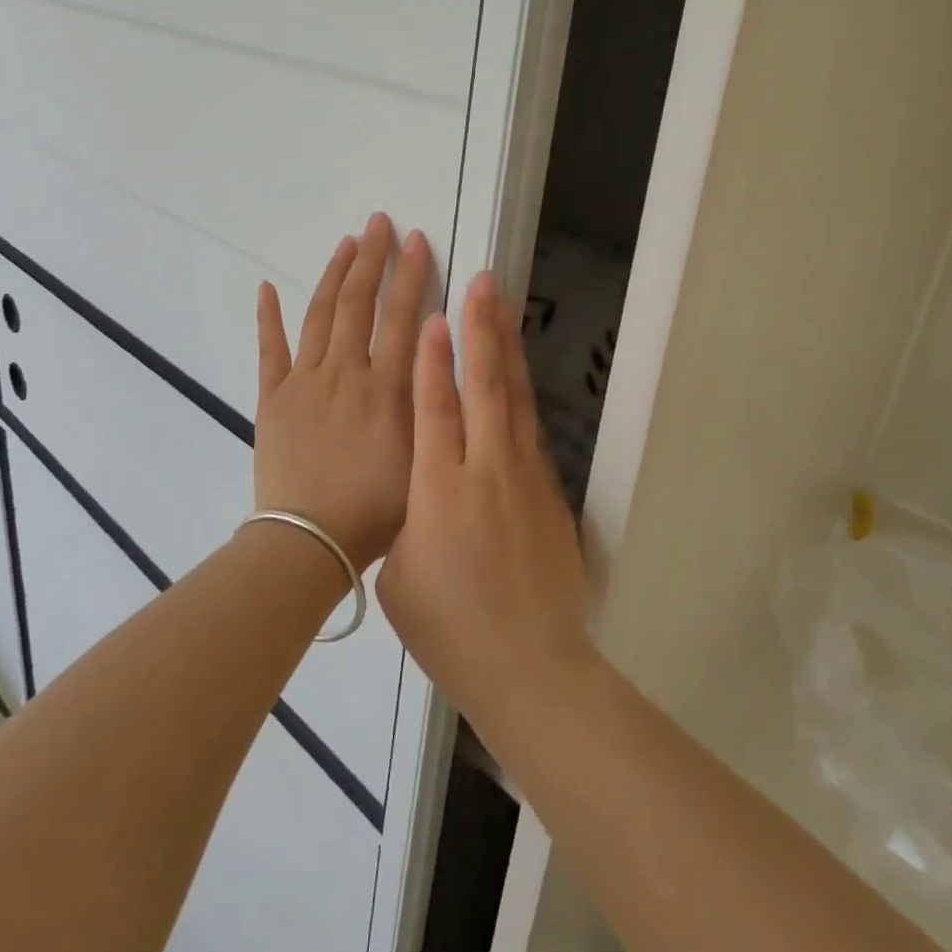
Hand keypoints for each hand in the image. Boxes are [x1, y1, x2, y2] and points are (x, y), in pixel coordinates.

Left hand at [254, 213, 433, 570]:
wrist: (308, 541)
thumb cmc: (375, 511)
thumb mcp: (422, 459)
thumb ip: (431, 405)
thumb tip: (440, 356)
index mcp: (385, 388)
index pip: (403, 317)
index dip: (412, 275)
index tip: (417, 240)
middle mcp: (345, 373)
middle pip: (358, 304)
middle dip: (372, 259)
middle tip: (379, 223)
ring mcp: (303, 382)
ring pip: (318, 315)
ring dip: (332, 275)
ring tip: (346, 243)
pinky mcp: (271, 398)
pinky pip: (269, 349)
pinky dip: (268, 316)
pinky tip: (266, 288)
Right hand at [377, 271, 592, 733]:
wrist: (530, 668)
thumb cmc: (450, 630)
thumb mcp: (402, 575)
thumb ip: (407, 518)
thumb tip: (417, 487)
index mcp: (440, 491)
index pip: (436, 408)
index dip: (434, 358)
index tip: (436, 313)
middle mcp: (486, 471)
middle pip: (484, 387)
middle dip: (480, 330)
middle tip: (481, 282)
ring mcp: (525, 478)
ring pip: (515, 399)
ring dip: (507, 349)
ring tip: (504, 307)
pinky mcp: (549, 492)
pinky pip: (531, 429)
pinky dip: (522, 392)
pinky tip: (519, 374)